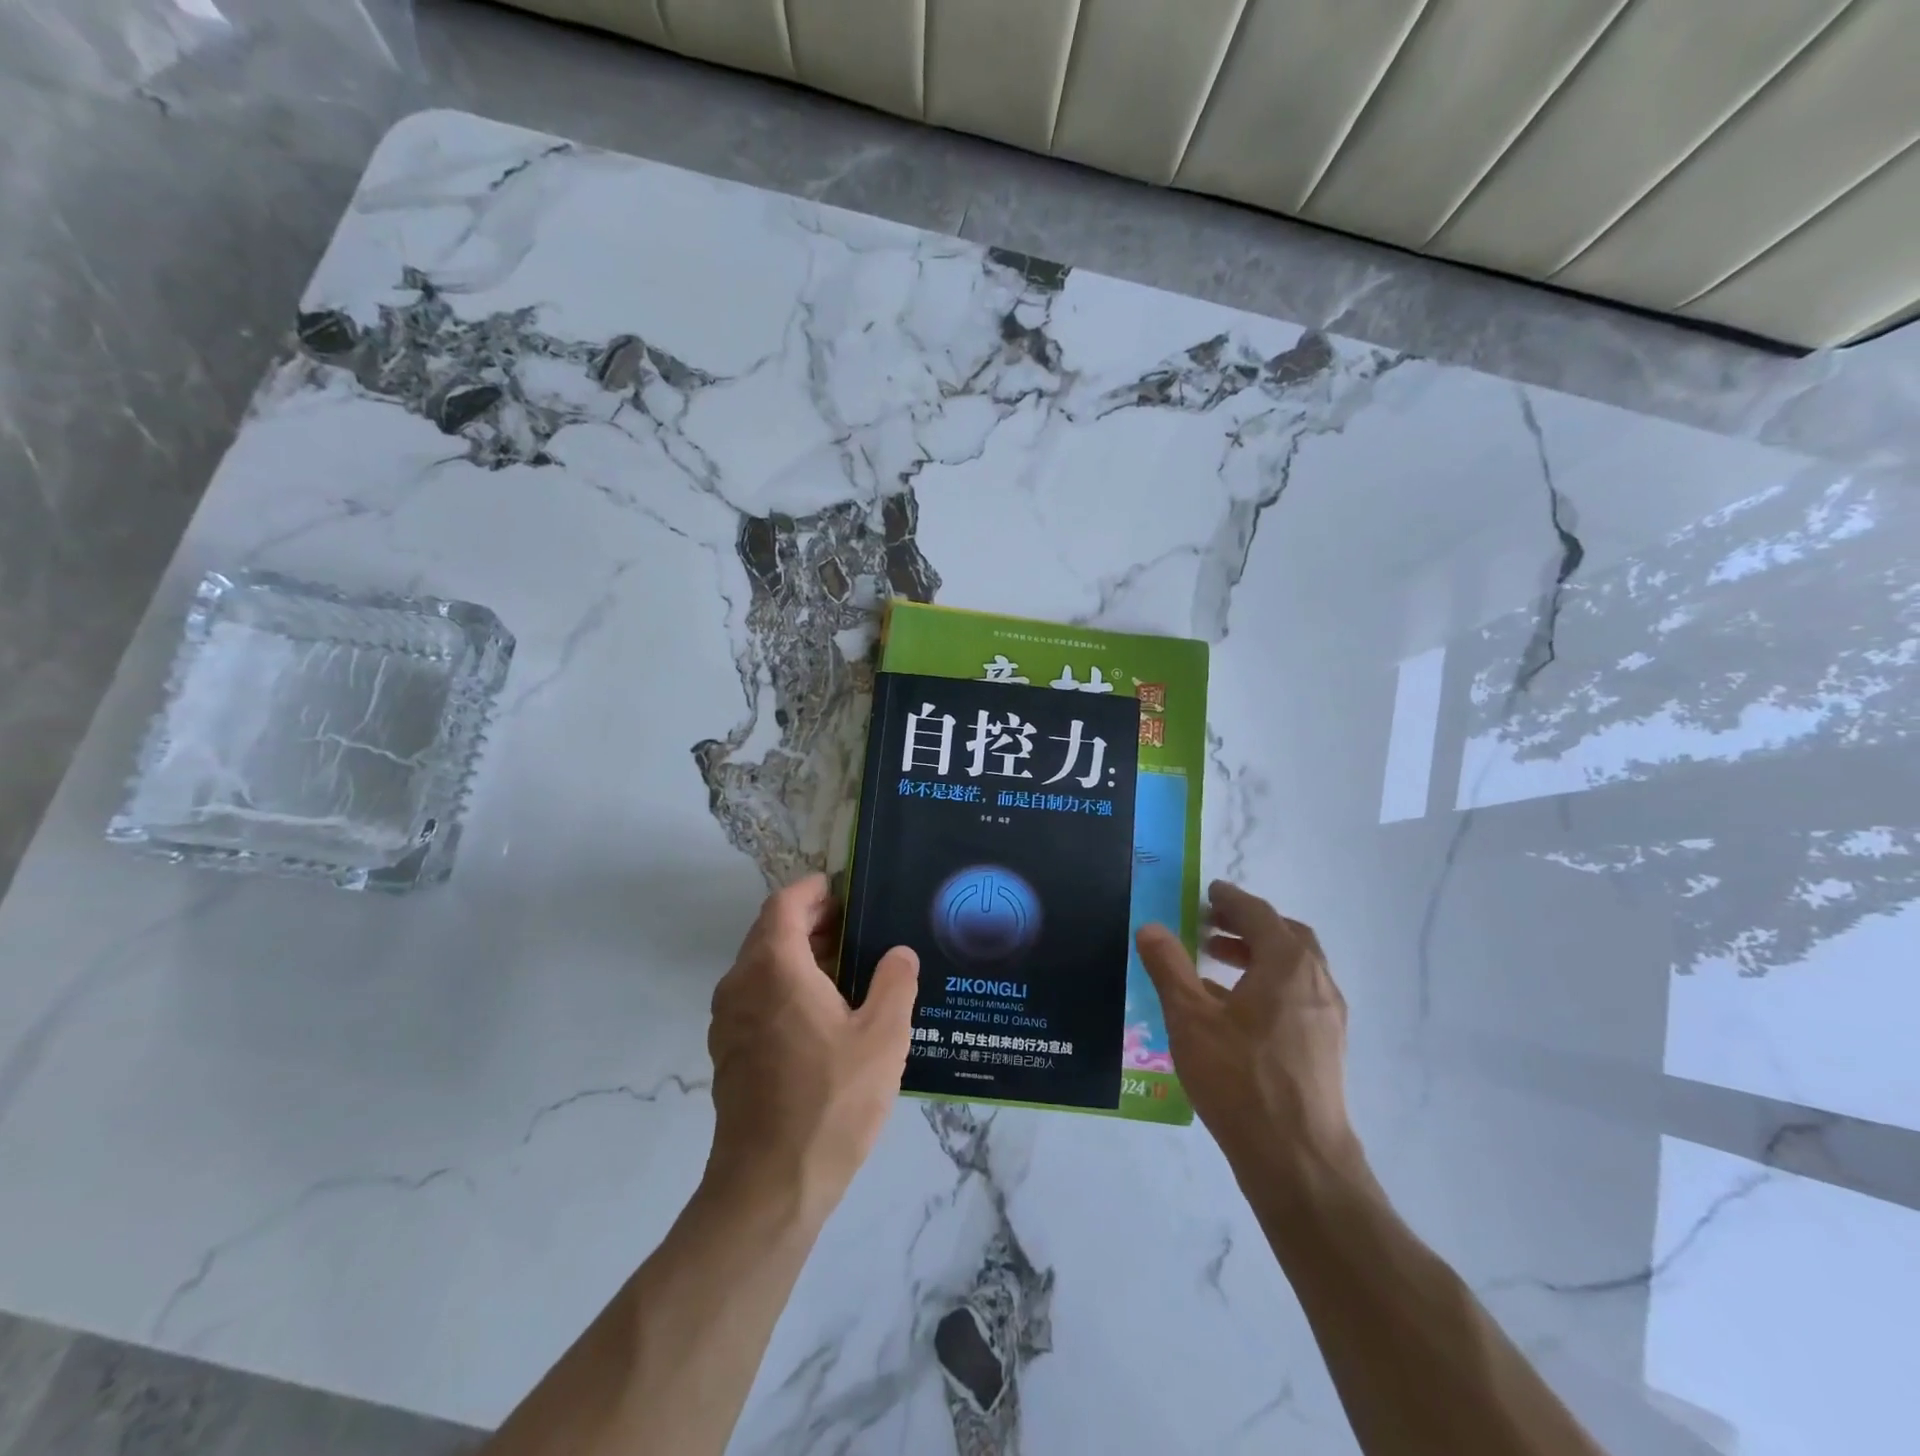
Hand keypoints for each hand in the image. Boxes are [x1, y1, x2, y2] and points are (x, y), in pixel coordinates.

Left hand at [704, 874, 918, 1223]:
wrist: (770, 1186)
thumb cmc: (831, 1101)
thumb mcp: (883, 1037)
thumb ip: (895, 984)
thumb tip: (899, 953)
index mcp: (775, 969)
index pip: (784, 904)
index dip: (812, 889)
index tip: (844, 889)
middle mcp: (741, 985)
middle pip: (770, 931)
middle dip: (810, 920)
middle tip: (855, 926)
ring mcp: (728, 1021)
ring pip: (760, 965)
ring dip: (797, 953)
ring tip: (845, 966)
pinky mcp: (728, 1052)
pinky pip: (755, 997)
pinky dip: (784, 984)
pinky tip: (822, 1011)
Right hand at [1137, 881, 1361, 1182]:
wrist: (1298, 1161)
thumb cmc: (1240, 1079)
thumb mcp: (1190, 1018)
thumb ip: (1169, 967)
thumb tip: (1150, 927)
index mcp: (1287, 964)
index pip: (1259, 914)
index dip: (1231, 898)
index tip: (1209, 891)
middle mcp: (1316, 982)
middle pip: (1285, 936)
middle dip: (1247, 924)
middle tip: (1210, 924)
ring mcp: (1328, 1017)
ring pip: (1294, 967)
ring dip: (1258, 954)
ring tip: (1216, 962)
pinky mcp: (1327, 1046)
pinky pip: (1297, 995)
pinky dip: (1269, 984)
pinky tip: (1235, 1010)